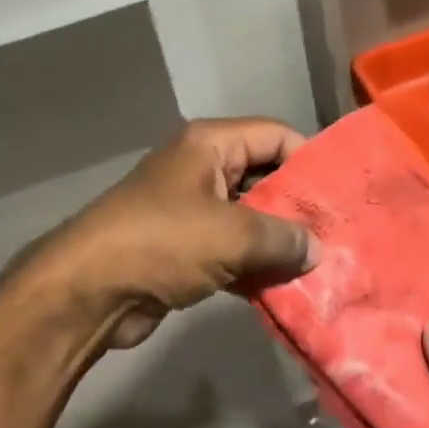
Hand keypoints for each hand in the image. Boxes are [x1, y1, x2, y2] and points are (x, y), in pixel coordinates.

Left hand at [36, 119, 318, 349]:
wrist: (87, 291)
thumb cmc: (161, 241)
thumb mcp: (230, 235)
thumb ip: (281, 238)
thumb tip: (317, 250)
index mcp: (211, 144)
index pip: (275, 136)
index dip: (310, 161)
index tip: (341, 194)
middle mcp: (203, 167)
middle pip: (265, 177)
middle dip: (298, 207)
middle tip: (338, 235)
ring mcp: (192, 208)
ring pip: (250, 217)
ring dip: (278, 242)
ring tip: (321, 266)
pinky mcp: (184, 247)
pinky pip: (232, 248)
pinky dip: (255, 265)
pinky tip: (285, 288)